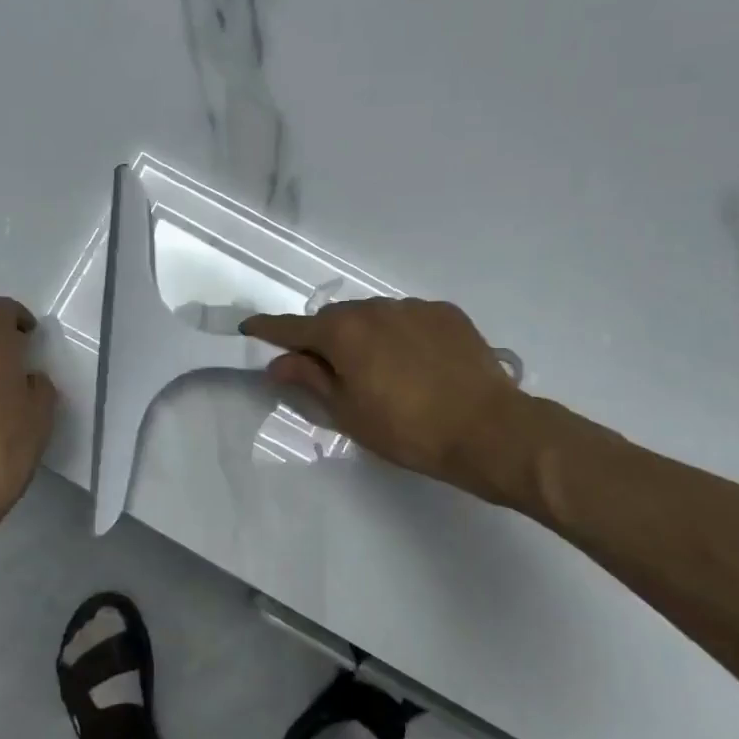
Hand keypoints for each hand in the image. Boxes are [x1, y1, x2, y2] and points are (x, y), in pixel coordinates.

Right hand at [242, 298, 539, 507]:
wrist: (489, 429)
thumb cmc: (408, 430)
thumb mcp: (349, 413)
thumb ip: (310, 381)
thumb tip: (279, 364)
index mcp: (343, 334)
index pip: (292, 328)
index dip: (268, 329)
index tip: (249, 326)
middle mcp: (374, 309)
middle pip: (335, 320)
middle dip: (324, 339)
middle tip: (329, 370)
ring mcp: (413, 308)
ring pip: (373, 316)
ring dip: (365, 335)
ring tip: (381, 370)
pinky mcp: (446, 313)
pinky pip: (408, 318)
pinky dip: (400, 334)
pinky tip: (416, 363)